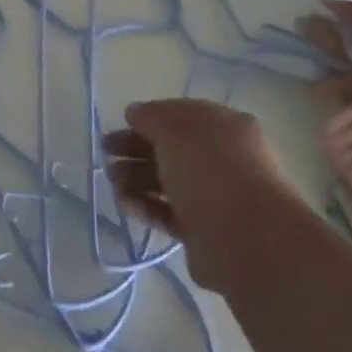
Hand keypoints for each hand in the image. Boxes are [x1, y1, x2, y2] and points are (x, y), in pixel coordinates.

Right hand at [104, 99, 292, 294]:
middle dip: (136, 148)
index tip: (123, 122)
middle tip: (107, 153)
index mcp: (225, 127)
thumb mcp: (174, 130)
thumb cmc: (210, 170)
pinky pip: (169, 212)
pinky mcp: (203, 230)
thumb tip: (135, 112)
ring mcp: (214, 196)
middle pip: (172, 148)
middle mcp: (223, 159)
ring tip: (113, 181)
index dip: (151, 116)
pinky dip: (147, 206)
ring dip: (137, 178)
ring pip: (168, 181)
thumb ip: (151, 117)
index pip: (183, 114)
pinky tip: (126, 204)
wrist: (245, 239)